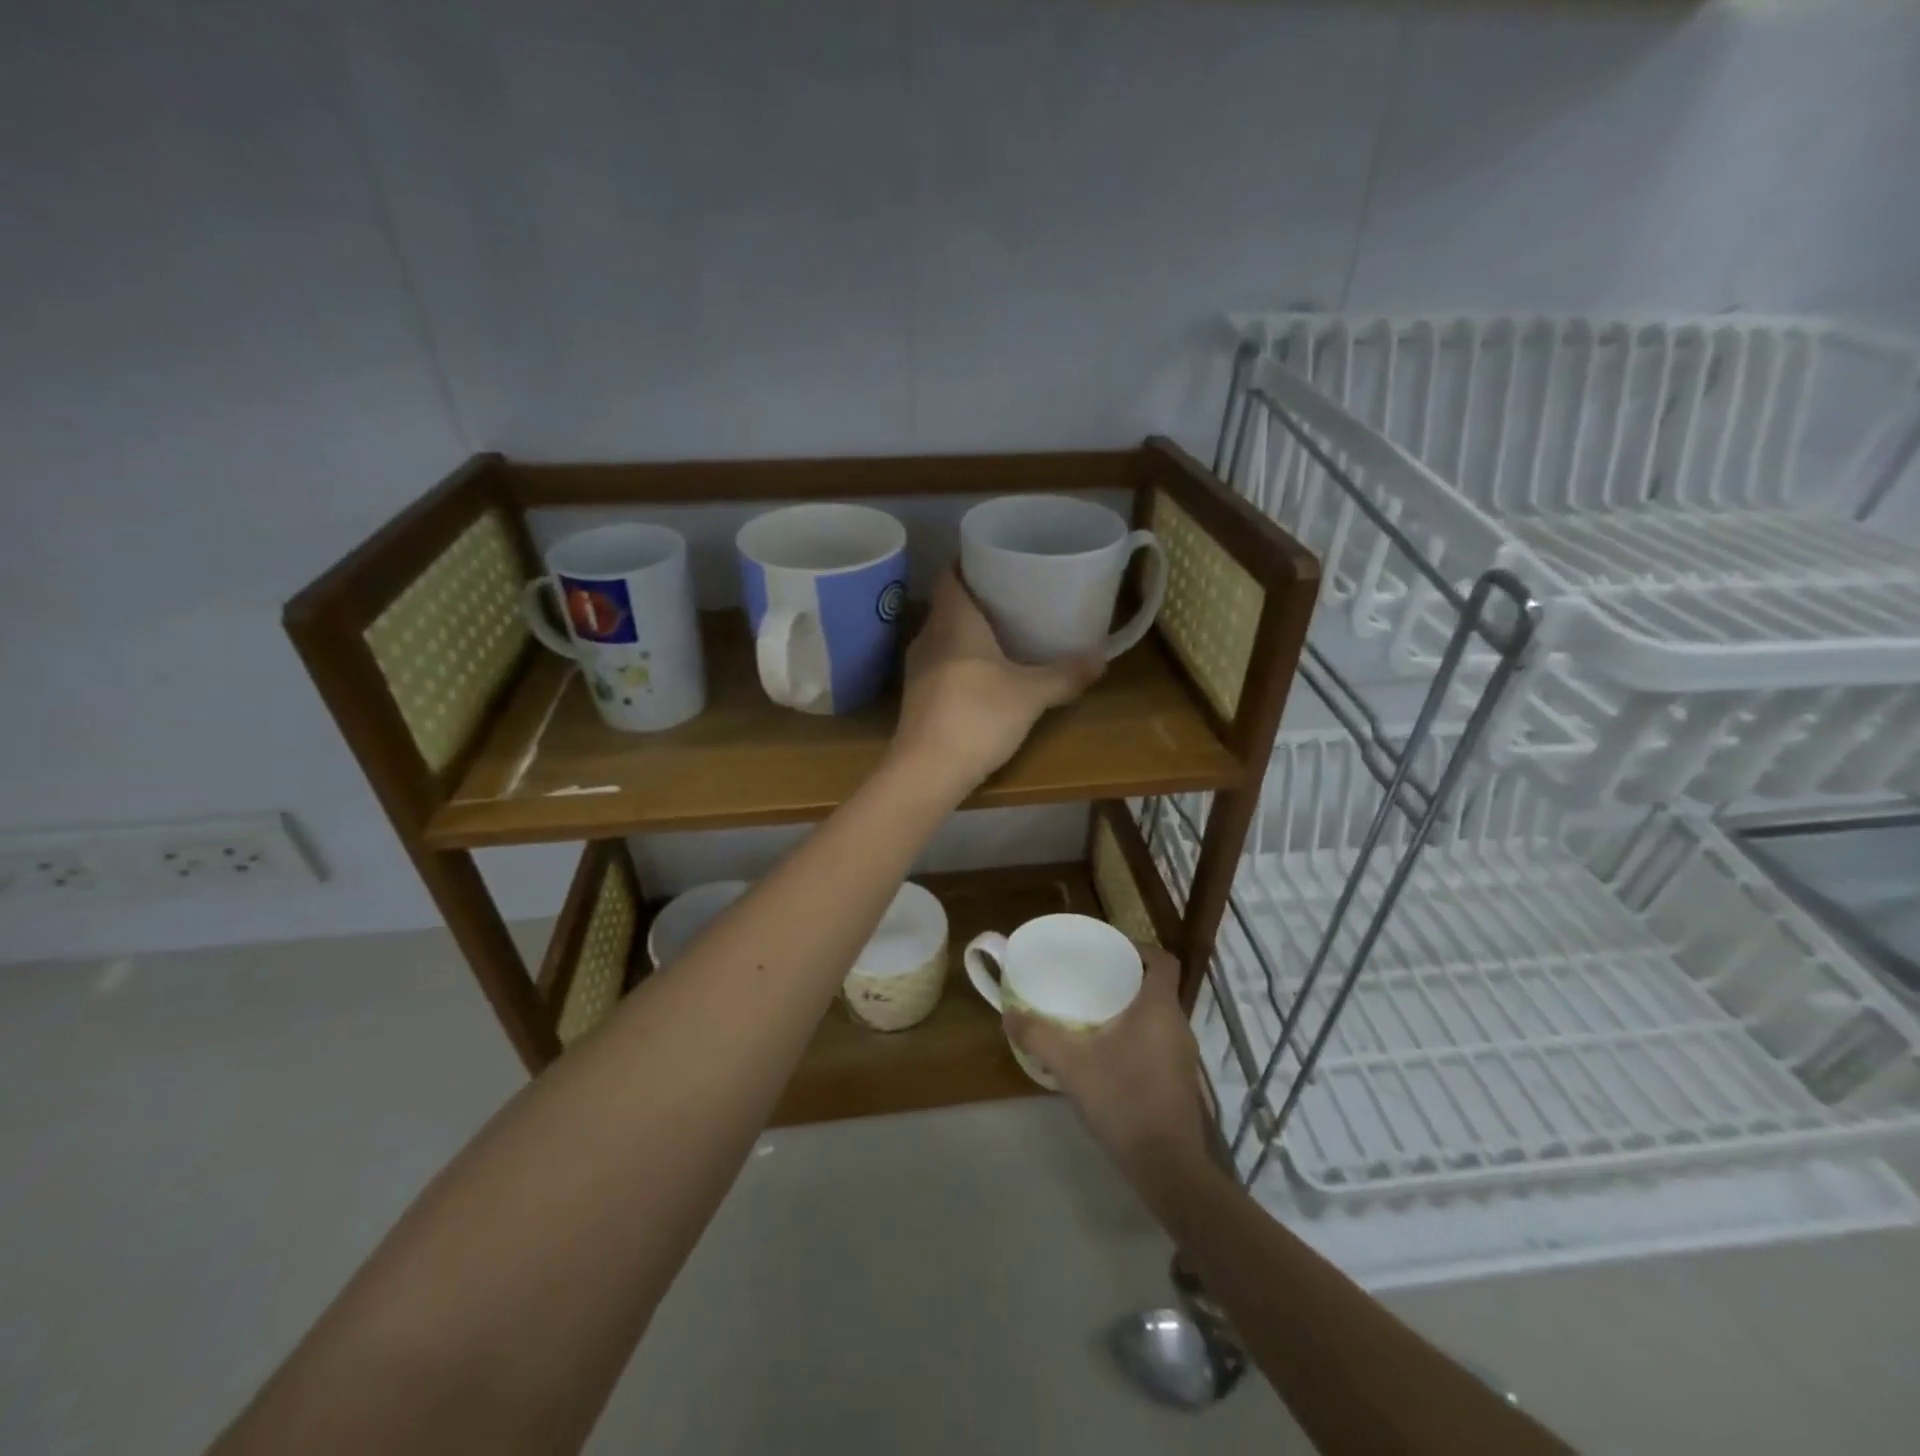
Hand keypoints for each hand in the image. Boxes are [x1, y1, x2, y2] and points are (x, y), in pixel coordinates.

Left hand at [891, 570, 1101, 795]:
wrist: (927, 770)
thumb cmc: (978, 716)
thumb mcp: (1030, 695)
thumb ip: (1065, 675)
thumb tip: (1102, 659)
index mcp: (952, 620)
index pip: (949, 574)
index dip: (969, 561)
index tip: (996, 559)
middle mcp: (928, 636)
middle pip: (948, 604)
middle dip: (976, 598)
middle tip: (1012, 596)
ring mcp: (917, 668)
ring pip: (943, 635)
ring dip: (968, 632)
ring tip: (1003, 632)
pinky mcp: (916, 697)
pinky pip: (940, 663)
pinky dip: (960, 659)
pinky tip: (984, 674)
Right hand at [1005, 944, 1207, 1178]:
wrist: (1167, 1166)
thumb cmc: (1124, 1100)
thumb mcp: (1072, 1066)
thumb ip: (1039, 1036)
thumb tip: (1009, 1014)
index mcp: (1158, 1008)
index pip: (1162, 960)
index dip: (1138, 949)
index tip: (1109, 951)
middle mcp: (1178, 1024)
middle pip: (1157, 986)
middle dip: (1126, 979)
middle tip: (1090, 980)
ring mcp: (1183, 1055)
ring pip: (1158, 1016)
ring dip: (1131, 1010)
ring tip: (1094, 1014)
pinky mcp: (1180, 1080)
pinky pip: (1159, 1041)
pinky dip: (1137, 1036)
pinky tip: (1108, 1055)